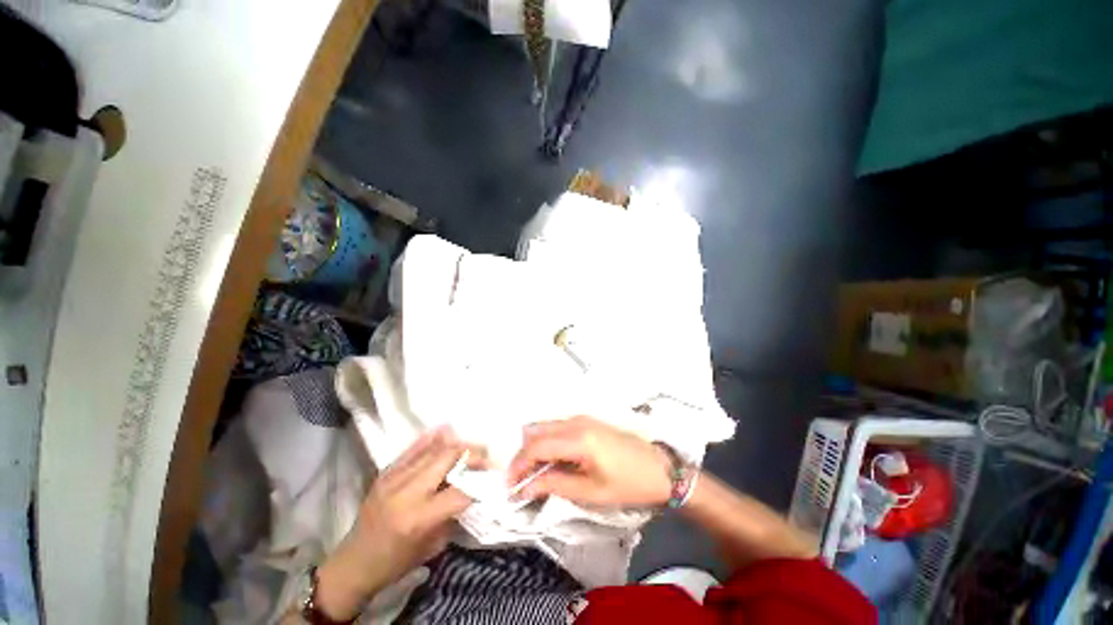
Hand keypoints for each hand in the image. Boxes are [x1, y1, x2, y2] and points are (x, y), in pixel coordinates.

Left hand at [314, 427, 485, 620]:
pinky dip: (432, 438)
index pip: (460, 489)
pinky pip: (413, 448)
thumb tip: (472, 485)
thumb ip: (453, 513)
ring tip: (471, 445)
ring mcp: (393, 478)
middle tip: (485, 455)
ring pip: (433, 448)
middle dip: (472, 453)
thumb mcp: (432, 545)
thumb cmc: (396, 562)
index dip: (480, 481)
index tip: (493, 476)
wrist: (354, 563)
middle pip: (448, 457)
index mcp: (419, 518)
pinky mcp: (385, 472)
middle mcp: (407, 492)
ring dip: (457, 443)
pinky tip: (447, 430)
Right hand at [507, 416, 672, 507]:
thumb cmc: (627, 484)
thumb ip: (555, 484)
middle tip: (518, 480)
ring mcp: (582, 418)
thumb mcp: (591, 492)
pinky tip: (549, 461)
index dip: (518, 465)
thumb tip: (526, 487)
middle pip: (537, 432)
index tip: (509, 485)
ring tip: (531, 474)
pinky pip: (557, 428)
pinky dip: (547, 443)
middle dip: (522, 455)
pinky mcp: (587, 421)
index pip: (536, 446)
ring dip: (534, 448)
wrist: (659, 469)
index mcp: (577, 438)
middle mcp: (576, 421)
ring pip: (545, 427)